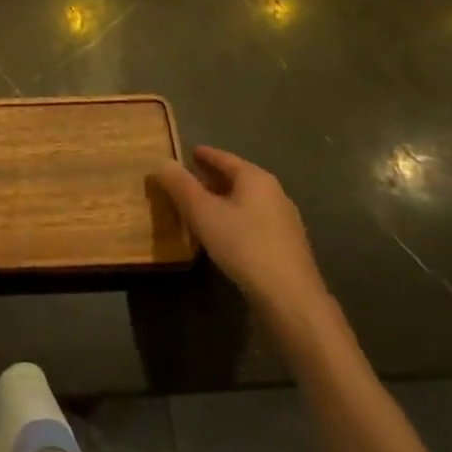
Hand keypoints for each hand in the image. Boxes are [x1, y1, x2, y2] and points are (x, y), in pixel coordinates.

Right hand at [152, 147, 328, 317]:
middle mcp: (274, 192)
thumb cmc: (243, 245)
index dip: (203, 154)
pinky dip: (235, 216)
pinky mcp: (287, 244)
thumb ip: (180, 185)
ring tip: (201, 205)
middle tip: (188, 179)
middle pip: (237, 177)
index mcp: (255, 178)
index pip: (224, 157)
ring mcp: (284, 219)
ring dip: (223, 198)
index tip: (187, 153)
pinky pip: (254, 219)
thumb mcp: (202, 212)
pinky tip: (224, 231)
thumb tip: (161, 161)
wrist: (290, 298)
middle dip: (212, 177)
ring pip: (246, 199)